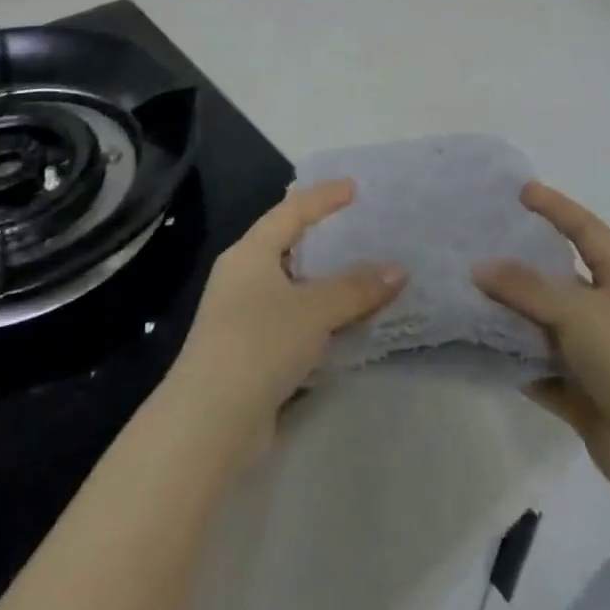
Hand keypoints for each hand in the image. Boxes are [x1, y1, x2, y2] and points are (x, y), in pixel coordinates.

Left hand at [166, 179, 405, 457]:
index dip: (323, 197)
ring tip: (363, 275)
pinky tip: (345, 323)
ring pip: (292, 288)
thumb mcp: (315, 309)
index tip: (353, 187)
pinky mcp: (250, 353)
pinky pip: (293, 321)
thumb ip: (357, 288)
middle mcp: (242, 278)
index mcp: (250, 254)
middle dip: (323, 239)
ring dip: (325, 284)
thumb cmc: (260, 343)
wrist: (210, 422)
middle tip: (359, 228)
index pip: (291, 212)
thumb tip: (399, 270)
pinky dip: (319, 317)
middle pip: (288, 247)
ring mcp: (243, 317)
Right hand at [474, 183, 609, 505]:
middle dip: (524, 265)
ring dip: (513, 317)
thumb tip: (480, 267)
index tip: (522, 192)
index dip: (557, 207)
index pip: (586, 230)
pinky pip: (541, 371)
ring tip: (468, 298)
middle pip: (559, 279)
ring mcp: (596, 356)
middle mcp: (608, 312)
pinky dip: (516, 364)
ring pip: (545, 327)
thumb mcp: (578, 310)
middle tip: (480, 247)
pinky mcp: (582, 396)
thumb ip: (527, 287)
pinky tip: (482, 353)